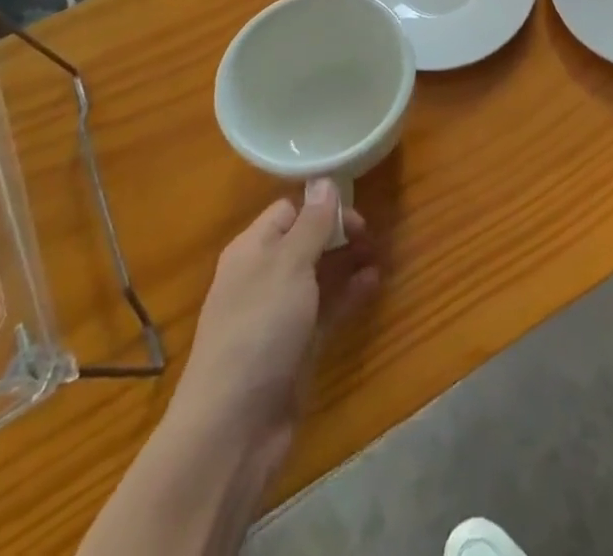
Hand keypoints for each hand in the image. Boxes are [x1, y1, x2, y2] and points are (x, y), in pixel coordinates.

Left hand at [172, 180, 379, 450]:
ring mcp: (279, 315)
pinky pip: (326, 308)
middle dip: (339, 233)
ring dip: (348, 261)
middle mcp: (263, 277)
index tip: (355, 212)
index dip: (321, 207)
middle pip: (306, 241)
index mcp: (252, 250)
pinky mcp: (295, 348)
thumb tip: (324, 181)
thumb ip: (312, 224)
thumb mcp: (288, 266)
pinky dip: (349, 293)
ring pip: (319, 274)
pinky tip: (374, 283)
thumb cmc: (257, 331)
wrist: (232, 431)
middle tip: (372, 235)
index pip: (289, 211)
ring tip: (380, 255)